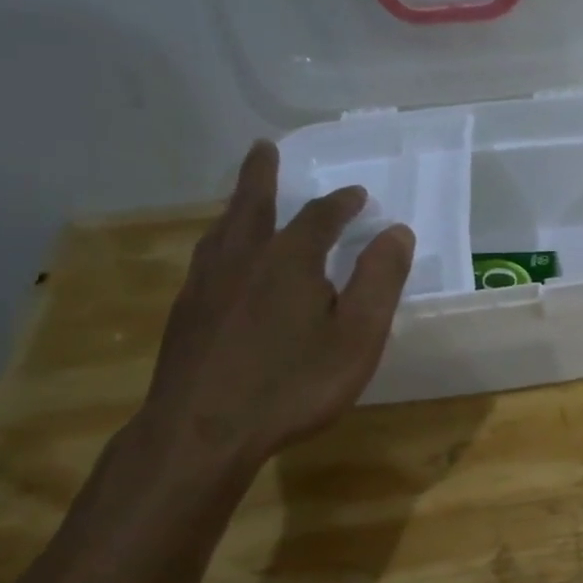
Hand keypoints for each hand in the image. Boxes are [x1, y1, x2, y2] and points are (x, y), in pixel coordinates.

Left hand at [144, 141, 414, 468]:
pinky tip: (221, 261)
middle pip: (252, 205)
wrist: (201, 434)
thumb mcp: (357, 336)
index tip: (359, 195)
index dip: (342, 203)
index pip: (320, 217)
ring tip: (242, 198)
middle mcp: (243, 259)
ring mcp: (206, 285)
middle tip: (264, 148)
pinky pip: (206, 259)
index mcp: (290, 260)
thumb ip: (379, 280)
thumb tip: (397, 232)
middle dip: (262, 175)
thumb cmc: (293, 384)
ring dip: (237, 206)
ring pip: (222, 231)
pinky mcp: (185, 314)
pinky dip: (220, 242)